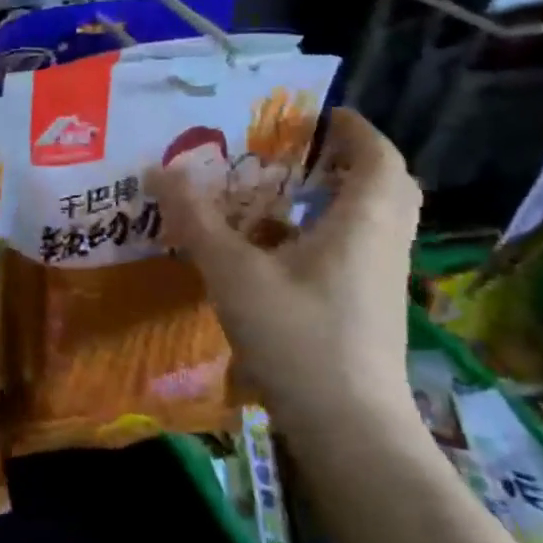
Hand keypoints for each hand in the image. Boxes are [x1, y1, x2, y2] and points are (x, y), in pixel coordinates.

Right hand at [147, 108, 422, 451]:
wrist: (348, 428)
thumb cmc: (297, 336)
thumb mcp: (233, 271)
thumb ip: (196, 219)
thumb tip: (159, 170)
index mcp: (363, 221)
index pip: (378, 156)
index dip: (353, 128)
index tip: (318, 114)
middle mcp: (383, 244)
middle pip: (383, 186)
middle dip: (347, 161)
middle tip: (299, 151)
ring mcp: (380, 281)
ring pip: (368, 222)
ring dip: (333, 199)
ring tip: (278, 194)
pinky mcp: (369, 310)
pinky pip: (354, 252)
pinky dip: (323, 236)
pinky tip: (275, 251)